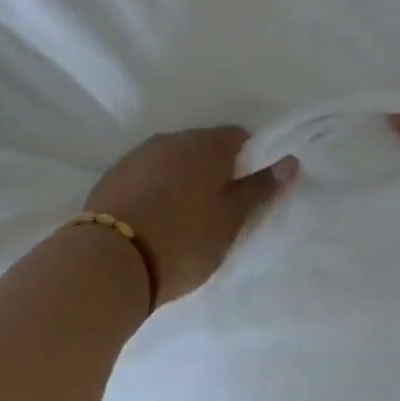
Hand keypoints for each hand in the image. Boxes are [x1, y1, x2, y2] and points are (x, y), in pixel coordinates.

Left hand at [84, 128, 298, 305]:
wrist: (109, 262)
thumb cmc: (183, 240)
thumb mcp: (231, 220)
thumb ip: (261, 188)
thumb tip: (290, 160)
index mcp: (205, 144)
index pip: (238, 138)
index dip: (248, 162)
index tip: (246, 193)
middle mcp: (171, 139)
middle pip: (203, 147)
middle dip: (213, 171)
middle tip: (218, 210)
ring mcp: (137, 155)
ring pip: (172, 160)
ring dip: (181, 179)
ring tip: (183, 219)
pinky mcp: (111, 176)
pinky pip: (145, 175)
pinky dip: (154, 190)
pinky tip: (152, 220)